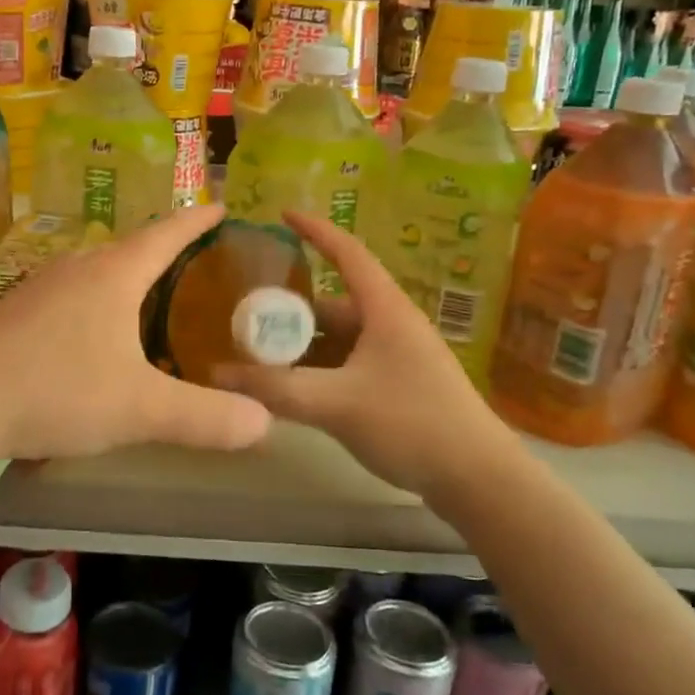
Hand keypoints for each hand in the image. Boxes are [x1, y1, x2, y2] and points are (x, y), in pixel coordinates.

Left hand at [0, 205, 272, 464]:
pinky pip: (70, 296)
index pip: (166, 234)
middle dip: (164, 250)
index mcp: (112, 275)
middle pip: (130, 248)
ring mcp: (39, 288)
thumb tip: (265, 423)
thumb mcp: (140, 409)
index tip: (222, 207)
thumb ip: (205, 417)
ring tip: (151, 296)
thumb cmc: (56, 390)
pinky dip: (96, 303)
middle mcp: (76, 269)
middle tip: (196, 262)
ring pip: (96, 272)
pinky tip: (94, 333)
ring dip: (127, 277)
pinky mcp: (14, 313)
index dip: (197, 221)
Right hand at [214, 212, 526, 512]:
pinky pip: (349, 364)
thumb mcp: (336, 403)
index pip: (347, 253)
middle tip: (248, 319)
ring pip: (340, 339)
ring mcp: (397, 357)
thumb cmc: (411, 423)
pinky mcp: (399, 385)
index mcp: (384, 310)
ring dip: (304, 345)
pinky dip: (320, 370)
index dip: (315, 231)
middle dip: (292, 310)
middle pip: (334, 304)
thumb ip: (275, 389)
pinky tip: (294, 390)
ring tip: (261, 357)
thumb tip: (217, 373)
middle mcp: (391, 325)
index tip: (282, 215)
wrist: (477, 479)